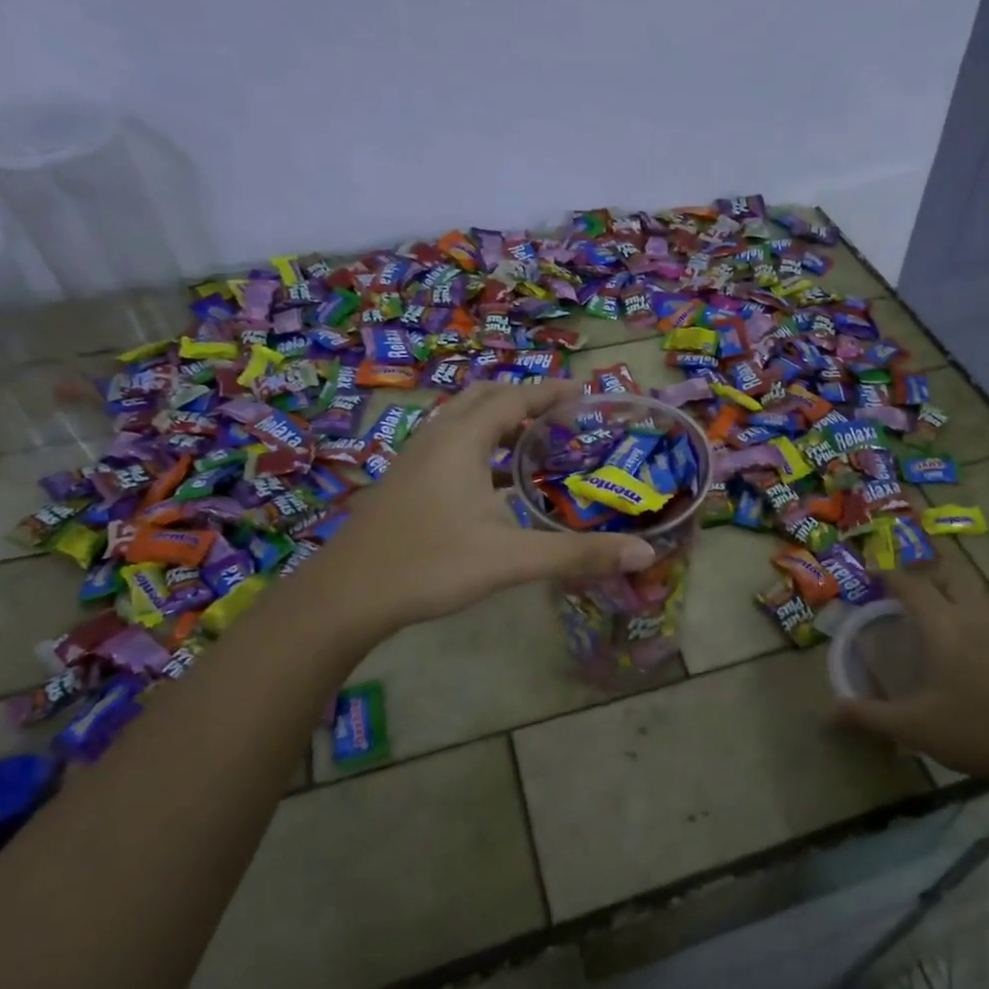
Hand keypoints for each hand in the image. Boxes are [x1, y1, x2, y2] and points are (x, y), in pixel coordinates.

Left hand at [309, 380, 655, 634]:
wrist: (345, 596)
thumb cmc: (430, 564)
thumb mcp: (511, 559)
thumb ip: (577, 554)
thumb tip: (643, 553)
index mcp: (462, 440)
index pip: (514, 398)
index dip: (551, 392)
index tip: (585, 392)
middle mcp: (436, 438)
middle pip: (484, 399)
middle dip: (523, 400)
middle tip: (562, 416)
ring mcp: (414, 460)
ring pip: (462, 423)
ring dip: (499, 424)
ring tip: (535, 444)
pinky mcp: (405, 484)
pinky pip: (450, 448)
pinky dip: (480, 449)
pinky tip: (495, 486)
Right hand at [835, 566, 988, 784]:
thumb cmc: (981, 731)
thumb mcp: (916, 728)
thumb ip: (869, 717)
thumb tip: (828, 713)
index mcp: (943, 626)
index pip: (910, 585)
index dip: (889, 575)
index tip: (875, 573)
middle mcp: (976, 613)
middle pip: (951, 574)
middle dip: (929, 573)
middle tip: (913, 591)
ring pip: (982, 592)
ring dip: (961, 593)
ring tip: (949, 616)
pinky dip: (988, 616)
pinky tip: (988, 646)